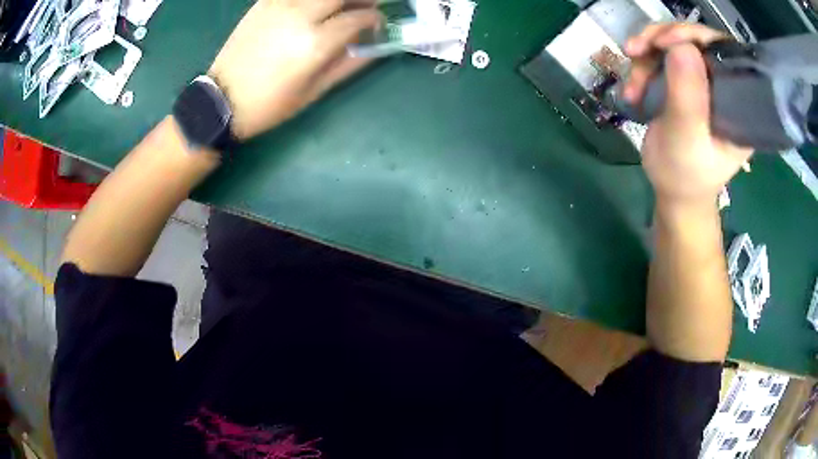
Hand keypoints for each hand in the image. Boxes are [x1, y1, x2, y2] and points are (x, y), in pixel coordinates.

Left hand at [208, 0, 381, 139]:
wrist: (221, 101)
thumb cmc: (269, 104)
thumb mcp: (313, 92)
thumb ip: (348, 65)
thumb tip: (373, 46)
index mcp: (315, 43)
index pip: (358, 17)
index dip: (374, 18)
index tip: (377, 24)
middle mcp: (300, 16)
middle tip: (365, 6)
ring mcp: (279, 6)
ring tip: (339, 7)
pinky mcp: (262, 3)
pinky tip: (312, 7)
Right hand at [623, 23, 752, 207]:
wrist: (673, 192)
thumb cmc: (685, 176)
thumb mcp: (687, 141)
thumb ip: (688, 97)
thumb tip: (682, 46)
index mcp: (740, 103)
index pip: (724, 52)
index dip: (696, 36)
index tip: (666, 42)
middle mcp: (725, 85)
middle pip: (696, 40)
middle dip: (662, 40)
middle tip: (636, 50)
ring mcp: (704, 82)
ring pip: (674, 45)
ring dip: (646, 55)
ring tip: (632, 83)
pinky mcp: (685, 82)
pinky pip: (662, 57)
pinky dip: (642, 66)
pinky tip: (633, 89)